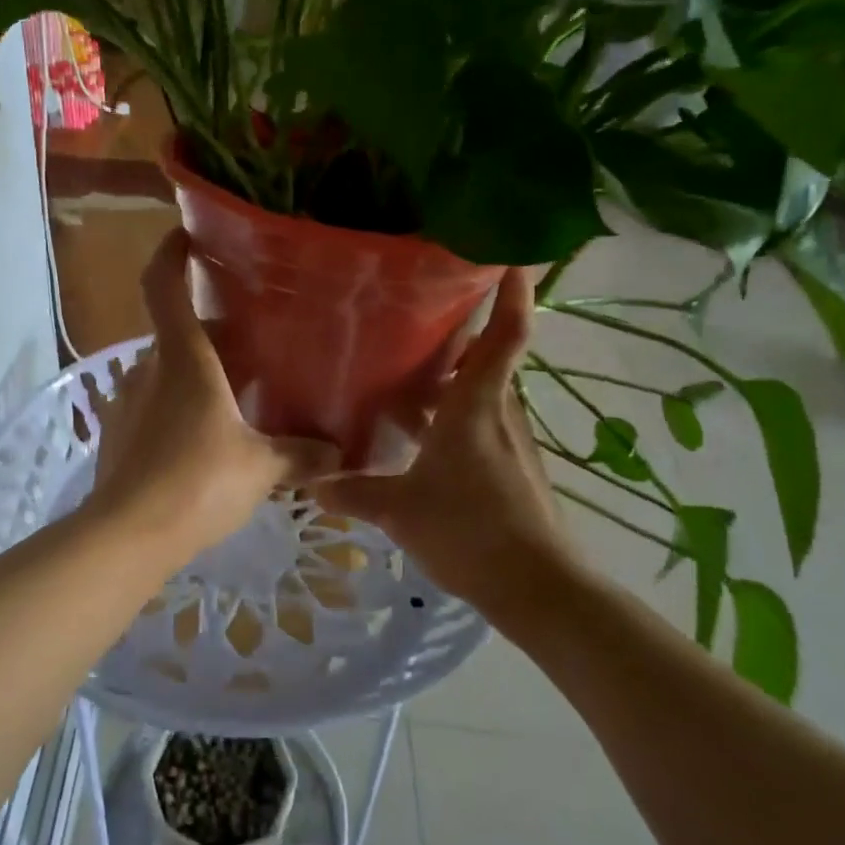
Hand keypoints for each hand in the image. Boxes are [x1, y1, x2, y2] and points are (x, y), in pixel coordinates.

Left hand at [85, 231, 339, 566]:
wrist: (127, 535)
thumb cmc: (198, 483)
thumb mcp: (261, 468)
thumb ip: (301, 455)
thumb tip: (340, 453)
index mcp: (183, 358)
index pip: (163, 285)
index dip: (171, 253)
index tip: (188, 236)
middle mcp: (148, 368)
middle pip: (177, 330)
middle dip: (212, 330)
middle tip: (253, 342)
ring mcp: (127, 400)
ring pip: (166, 368)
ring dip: (197, 370)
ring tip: (236, 391)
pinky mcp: (118, 433)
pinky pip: (154, 402)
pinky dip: (179, 402)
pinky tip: (206, 435)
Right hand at [315, 267, 577, 611]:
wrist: (535, 586)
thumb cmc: (469, 530)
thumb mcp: (400, 509)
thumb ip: (353, 492)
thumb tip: (309, 483)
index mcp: (475, 406)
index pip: (504, 336)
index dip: (512, 295)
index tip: (509, 258)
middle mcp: (498, 413)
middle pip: (486, 359)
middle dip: (458, 337)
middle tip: (417, 318)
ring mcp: (509, 441)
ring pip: (480, 393)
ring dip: (450, 381)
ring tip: (405, 375)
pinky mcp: (512, 467)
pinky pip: (480, 423)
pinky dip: (453, 417)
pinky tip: (420, 437)